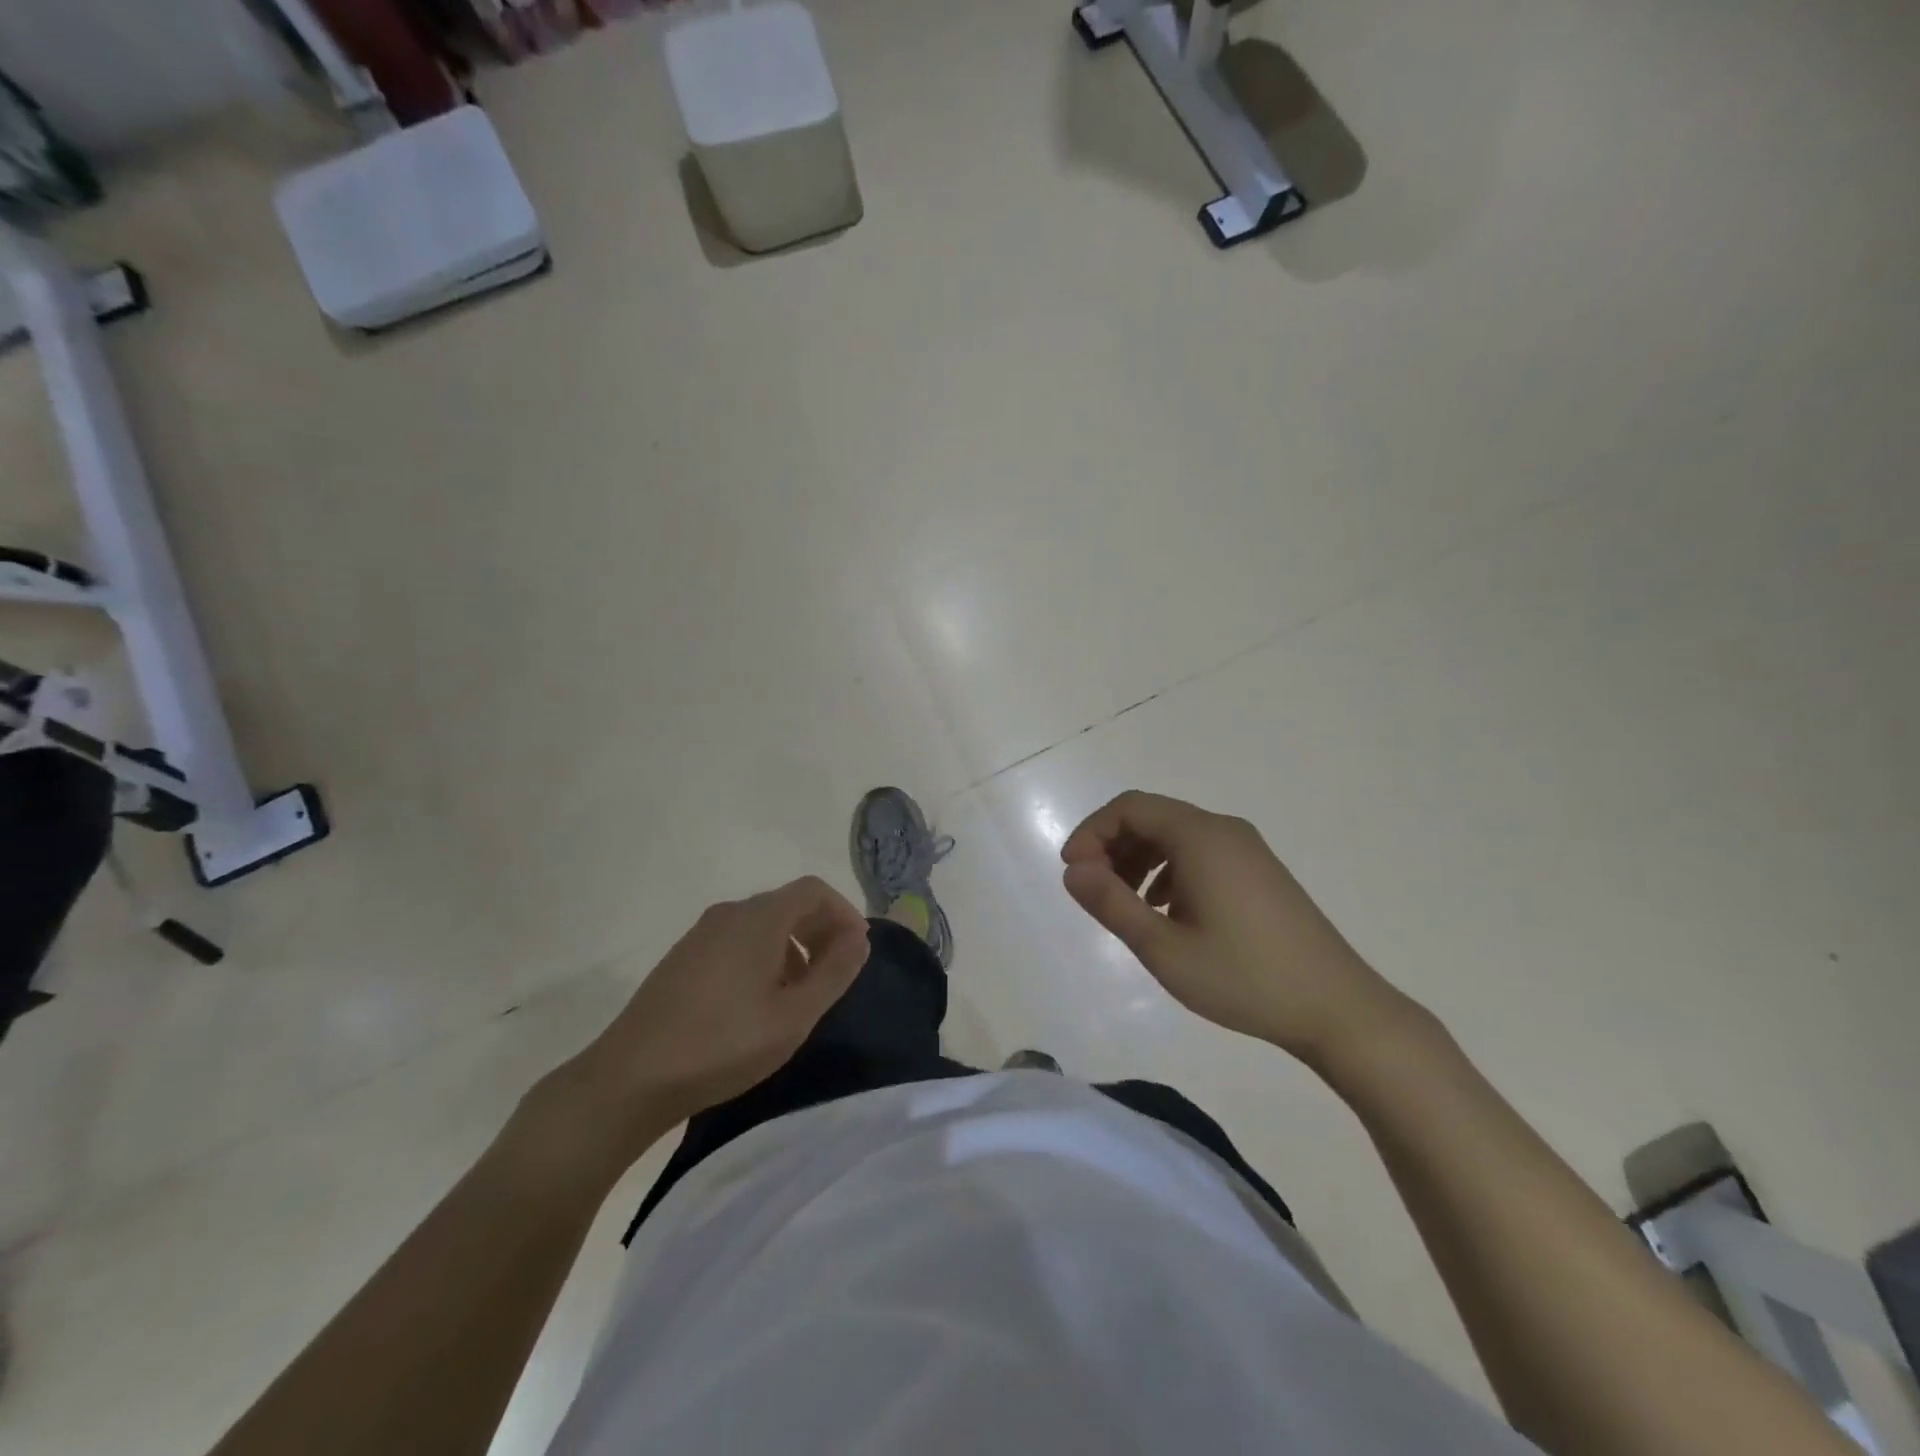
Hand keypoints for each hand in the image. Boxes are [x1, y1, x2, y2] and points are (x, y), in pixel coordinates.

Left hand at [546, 878, 870, 1165]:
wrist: (630, 1078)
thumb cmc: (722, 1044)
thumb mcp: (793, 1015)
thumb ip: (834, 972)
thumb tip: (858, 939)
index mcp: (759, 917)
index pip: (814, 890)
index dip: (844, 912)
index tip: (858, 950)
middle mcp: (730, 913)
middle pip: (788, 903)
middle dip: (821, 929)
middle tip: (837, 972)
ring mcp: (701, 934)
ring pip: (762, 923)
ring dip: (794, 945)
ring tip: (802, 992)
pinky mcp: (683, 957)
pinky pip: (737, 939)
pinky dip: (764, 955)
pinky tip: (760, 1001)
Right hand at [1060, 791, 1418, 1068]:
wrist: (1338, 1009)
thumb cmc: (1244, 978)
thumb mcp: (1164, 948)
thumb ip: (1111, 903)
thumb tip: (1073, 870)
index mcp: (1201, 837)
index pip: (1130, 808)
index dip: (1092, 832)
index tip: (1073, 873)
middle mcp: (1224, 830)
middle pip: (1152, 817)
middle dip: (1112, 847)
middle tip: (1093, 891)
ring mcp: (1247, 850)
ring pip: (1176, 837)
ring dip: (1139, 860)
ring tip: (1126, 906)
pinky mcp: (1259, 872)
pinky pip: (1200, 854)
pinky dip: (1169, 871)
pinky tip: (1166, 912)